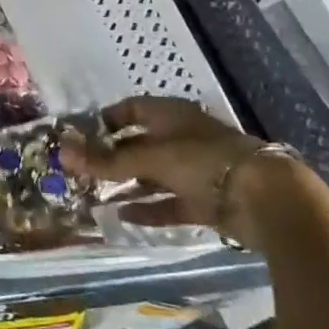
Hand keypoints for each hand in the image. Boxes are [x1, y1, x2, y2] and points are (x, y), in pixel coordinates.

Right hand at [62, 96, 310, 247]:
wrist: (267, 199)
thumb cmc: (203, 161)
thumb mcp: (149, 157)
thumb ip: (107, 160)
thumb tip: (61, 153)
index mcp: (169, 114)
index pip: (130, 110)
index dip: (105, 121)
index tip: (79, 136)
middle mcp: (181, 138)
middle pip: (139, 145)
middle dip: (112, 158)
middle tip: (82, 171)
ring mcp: (195, 170)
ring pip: (153, 176)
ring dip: (128, 186)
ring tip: (95, 196)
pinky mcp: (206, 201)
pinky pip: (169, 203)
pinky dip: (149, 209)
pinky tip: (123, 217)